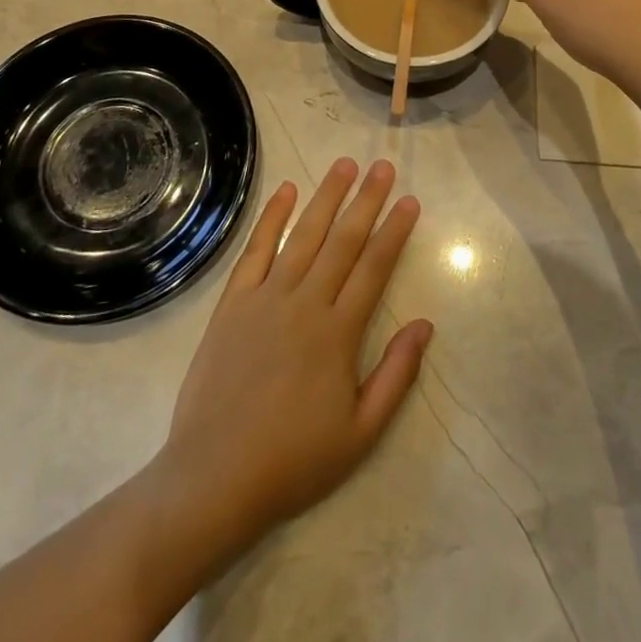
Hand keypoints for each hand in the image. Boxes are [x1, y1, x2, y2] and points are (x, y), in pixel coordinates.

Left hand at [153, 159, 431, 556]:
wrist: (215, 476)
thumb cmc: (294, 459)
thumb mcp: (360, 433)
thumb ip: (396, 375)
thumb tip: (425, 324)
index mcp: (338, 333)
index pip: (374, 268)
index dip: (394, 231)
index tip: (409, 200)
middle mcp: (305, 302)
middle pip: (343, 240)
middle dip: (366, 200)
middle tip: (383, 165)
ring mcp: (266, 297)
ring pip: (303, 235)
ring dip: (326, 197)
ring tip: (345, 165)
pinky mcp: (233, 302)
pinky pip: (256, 249)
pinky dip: (272, 217)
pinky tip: (286, 190)